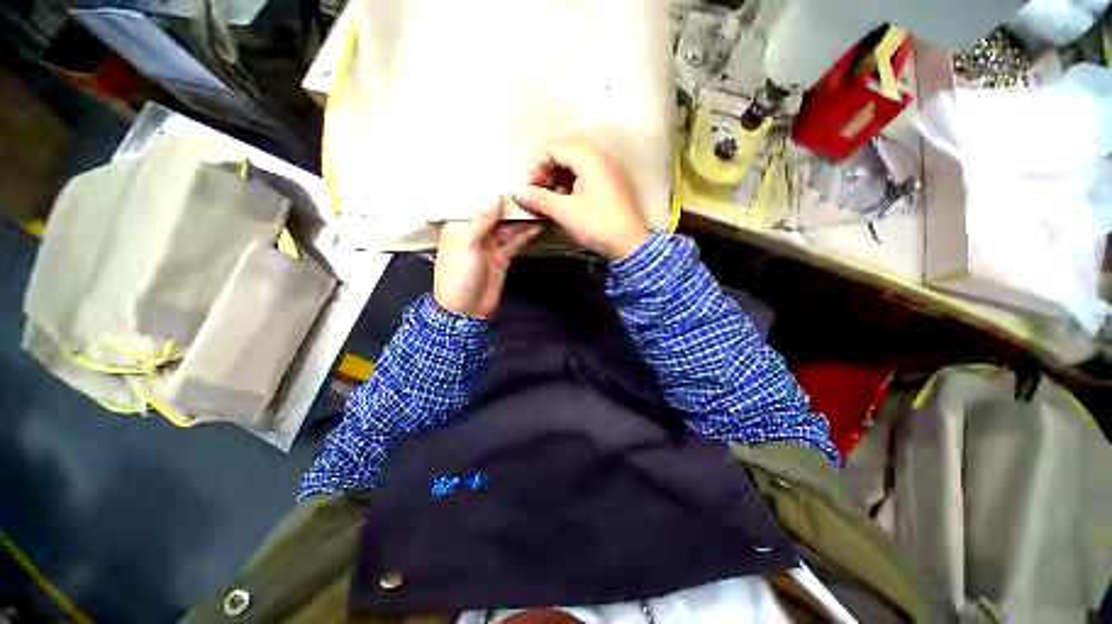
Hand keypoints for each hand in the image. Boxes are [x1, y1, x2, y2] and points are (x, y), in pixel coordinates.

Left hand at [434, 199, 542, 317]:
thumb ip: (482, 220)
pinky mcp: (502, 257)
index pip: (479, 204)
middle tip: (532, 194)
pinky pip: (515, 242)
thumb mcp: (467, 244)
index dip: (495, 194)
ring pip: (508, 228)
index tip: (513, 181)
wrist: (466, 310)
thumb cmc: (458, 276)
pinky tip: (537, 226)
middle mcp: (475, 233)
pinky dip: (526, 235)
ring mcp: (490, 246)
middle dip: (513, 207)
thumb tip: (496, 197)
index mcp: (460, 226)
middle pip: (497, 215)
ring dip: (523, 220)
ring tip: (540, 208)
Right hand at [514, 138, 650, 260]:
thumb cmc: (597, 225)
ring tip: (551, 201)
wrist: (630, 244)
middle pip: (563, 154)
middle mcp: (599, 156)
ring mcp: (607, 169)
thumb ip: (539, 199)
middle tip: (539, 193)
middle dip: (546, 172)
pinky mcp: (610, 183)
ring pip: (574, 165)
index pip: (553, 148)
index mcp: (588, 157)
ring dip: (558, 179)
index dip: (537, 167)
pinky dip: (571, 185)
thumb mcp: (565, 212)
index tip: (530, 189)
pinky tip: (566, 203)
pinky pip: (585, 175)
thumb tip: (516, 192)